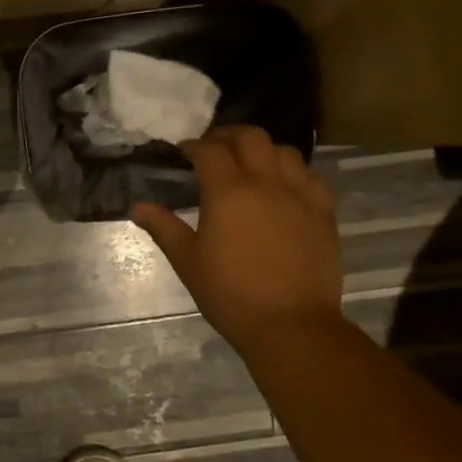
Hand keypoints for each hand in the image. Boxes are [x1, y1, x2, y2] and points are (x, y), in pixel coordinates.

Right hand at [132, 126, 344, 354]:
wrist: (291, 325)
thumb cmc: (230, 294)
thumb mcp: (188, 261)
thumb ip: (164, 228)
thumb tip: (138, 207)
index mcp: (228, 192)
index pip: (209, 150)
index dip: (193, 146)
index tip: (183, 153)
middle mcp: (266, 182)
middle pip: (251, 137)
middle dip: (228, 136)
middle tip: (214, 150)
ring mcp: (300, 195)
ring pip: (285, 151)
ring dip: (263, 151)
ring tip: (250, 166)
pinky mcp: (324, 213)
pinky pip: (310, 177)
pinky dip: (292, 173)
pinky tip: (283, 189)